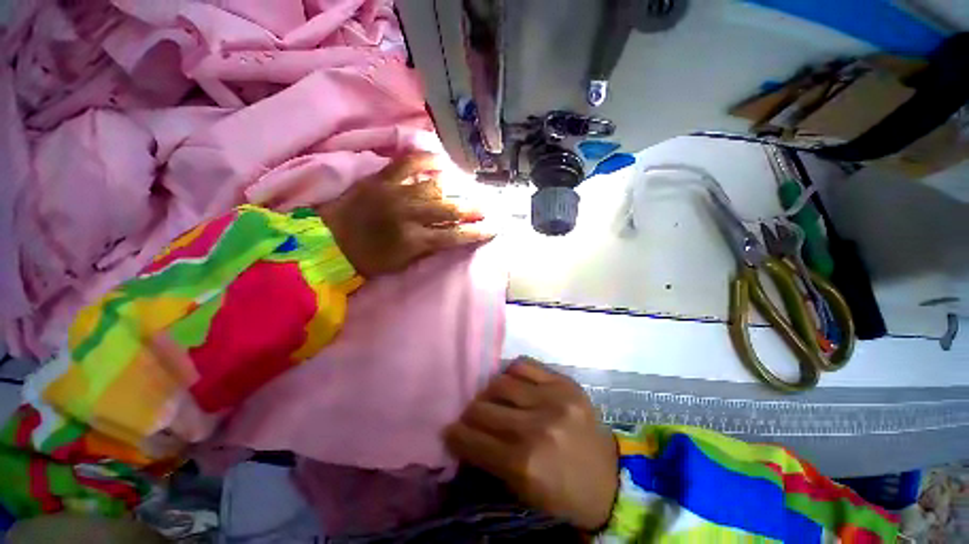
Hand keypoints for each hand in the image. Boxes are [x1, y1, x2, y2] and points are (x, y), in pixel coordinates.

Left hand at [316, 153, 491, 277]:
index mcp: (413, 241)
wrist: (328, 242)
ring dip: (455, 189)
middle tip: (486, 208)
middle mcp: (409, 215)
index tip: (493, 229)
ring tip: (467, 188)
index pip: (454, 236)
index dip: (476, 233)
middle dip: (472, 209)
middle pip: (449, 209)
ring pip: (434, 186)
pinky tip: (441, 161)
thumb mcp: (401, 264)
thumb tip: (448, 235)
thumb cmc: (366, 260)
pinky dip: (426, 159)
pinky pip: (408, 162)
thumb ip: (427, 249)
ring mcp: (395, 193)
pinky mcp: (381, 178)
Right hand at [445, 358, 618, 530]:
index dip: (455, 435)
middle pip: (483, 407)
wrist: (610, 479)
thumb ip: (489, 462)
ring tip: (492, 399)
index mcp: (525, 463)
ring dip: (489, 393)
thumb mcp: (522, 492)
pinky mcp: (565, 383)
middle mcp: (536, 427)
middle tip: (470, 417)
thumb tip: (463, 436)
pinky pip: (525, 365)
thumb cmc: (563, 494)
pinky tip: (513, 384)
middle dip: (469, 414)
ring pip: (500, 382)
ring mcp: (553, 399)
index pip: (473, 440)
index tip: (449, 431)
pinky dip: (511, 373)